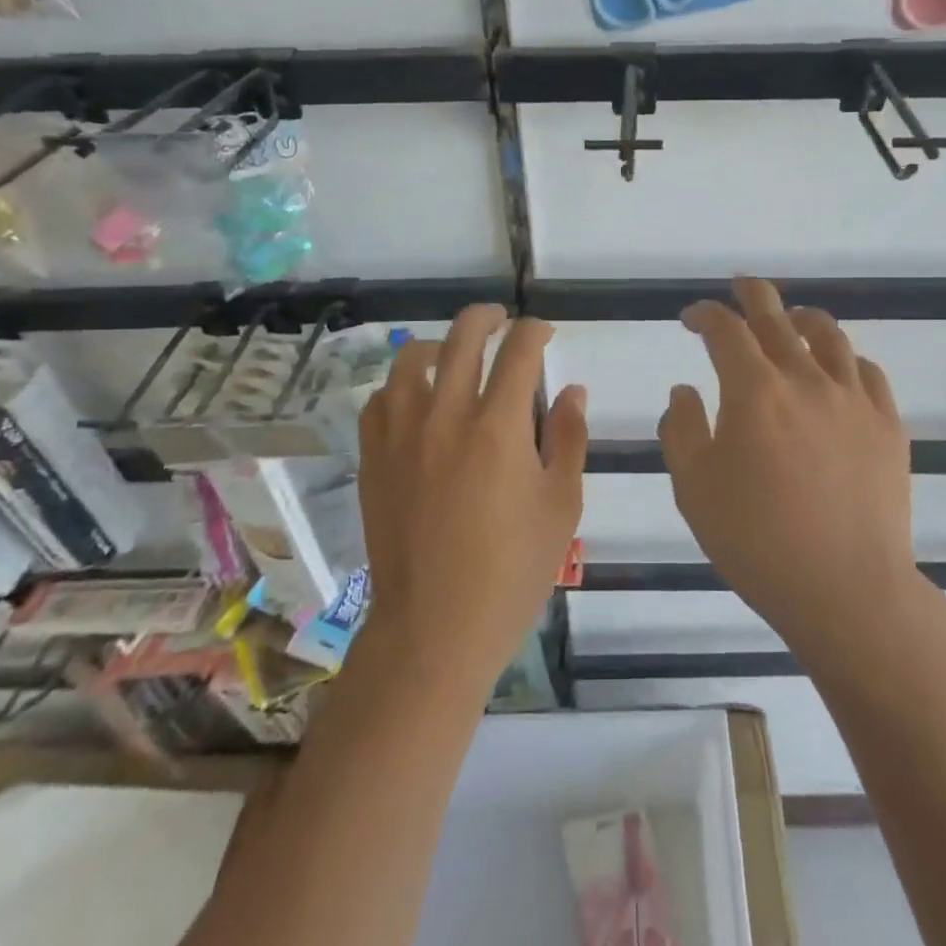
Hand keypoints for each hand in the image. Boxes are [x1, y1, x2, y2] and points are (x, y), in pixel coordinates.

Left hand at [356, 306, 586, 688]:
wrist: (435, 626)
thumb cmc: (512, 571)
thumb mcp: (561, 505)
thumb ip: (569, 438)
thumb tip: (572, 390)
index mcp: (498, 429)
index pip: (518, 353)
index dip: (535, 332)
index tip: (544, 333)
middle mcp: (445, 418)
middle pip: (462, 339)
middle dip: (488, 318)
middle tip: (503, 320)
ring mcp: (401, 436)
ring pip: (411, 360)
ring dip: (439, 345)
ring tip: (454, 353)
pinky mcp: (374, 458)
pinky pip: (380, 400)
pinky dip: (402, 385)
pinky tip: (416, 399)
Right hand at [659, 278, 915, 663]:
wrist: (845, 589)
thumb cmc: (756, 541)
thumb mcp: (693, 488)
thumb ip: (680, 429)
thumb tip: (685, 390)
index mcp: (754, 392)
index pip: (725, 330)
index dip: (705, 315)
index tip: (691, 318)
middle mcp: (806, 380)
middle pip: (777, 317)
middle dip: (752, 295)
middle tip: (740, 286)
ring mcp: (853, 400)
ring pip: (829, 336)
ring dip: (802, 318)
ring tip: (791, 318)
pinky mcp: (888, 425)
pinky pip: (867, 372)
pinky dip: (845, 359)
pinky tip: (837, 369)